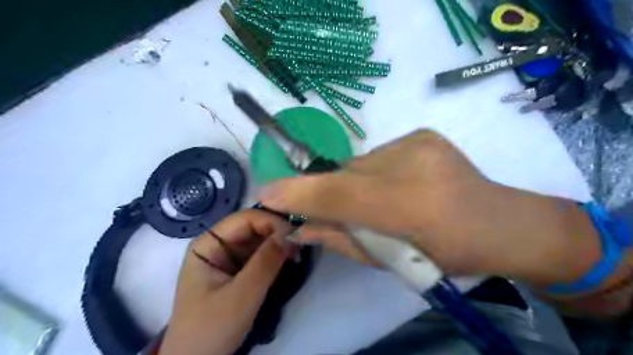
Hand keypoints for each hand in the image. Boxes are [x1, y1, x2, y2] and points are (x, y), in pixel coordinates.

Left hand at [160, 209, 295, 354]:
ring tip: (297, 253)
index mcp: (208, 244)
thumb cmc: (211, 329)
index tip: (295, 234)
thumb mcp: (241, 295)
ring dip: (279, 244)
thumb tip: (291, 233)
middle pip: (252, 227)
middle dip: (277, 232)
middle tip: (300, 243)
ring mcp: (228, 257)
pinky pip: (260, 254)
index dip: (270, 221)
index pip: (244, 219)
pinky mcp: (238, 270)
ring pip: (259, 240)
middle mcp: (218, 245)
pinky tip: (289, 259)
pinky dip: (276, 255)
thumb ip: (265, 262)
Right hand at [260, 129, 598, 285]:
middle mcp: (411, 165)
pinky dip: (376, 172)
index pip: (340, 194)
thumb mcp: (391, 261)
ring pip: (358, 164)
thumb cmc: (446, 255)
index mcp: (408, 206)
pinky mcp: (422, 134)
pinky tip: (400, 183)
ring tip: (381, 199)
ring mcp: (417, 143)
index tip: (268, 194)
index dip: (300, 193)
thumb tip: (299, 227)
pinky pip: (378, 154)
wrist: (500, 223)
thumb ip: (340, 240)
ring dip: (355, 183)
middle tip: (338, 210)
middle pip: (344, 174)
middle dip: (329, 192)